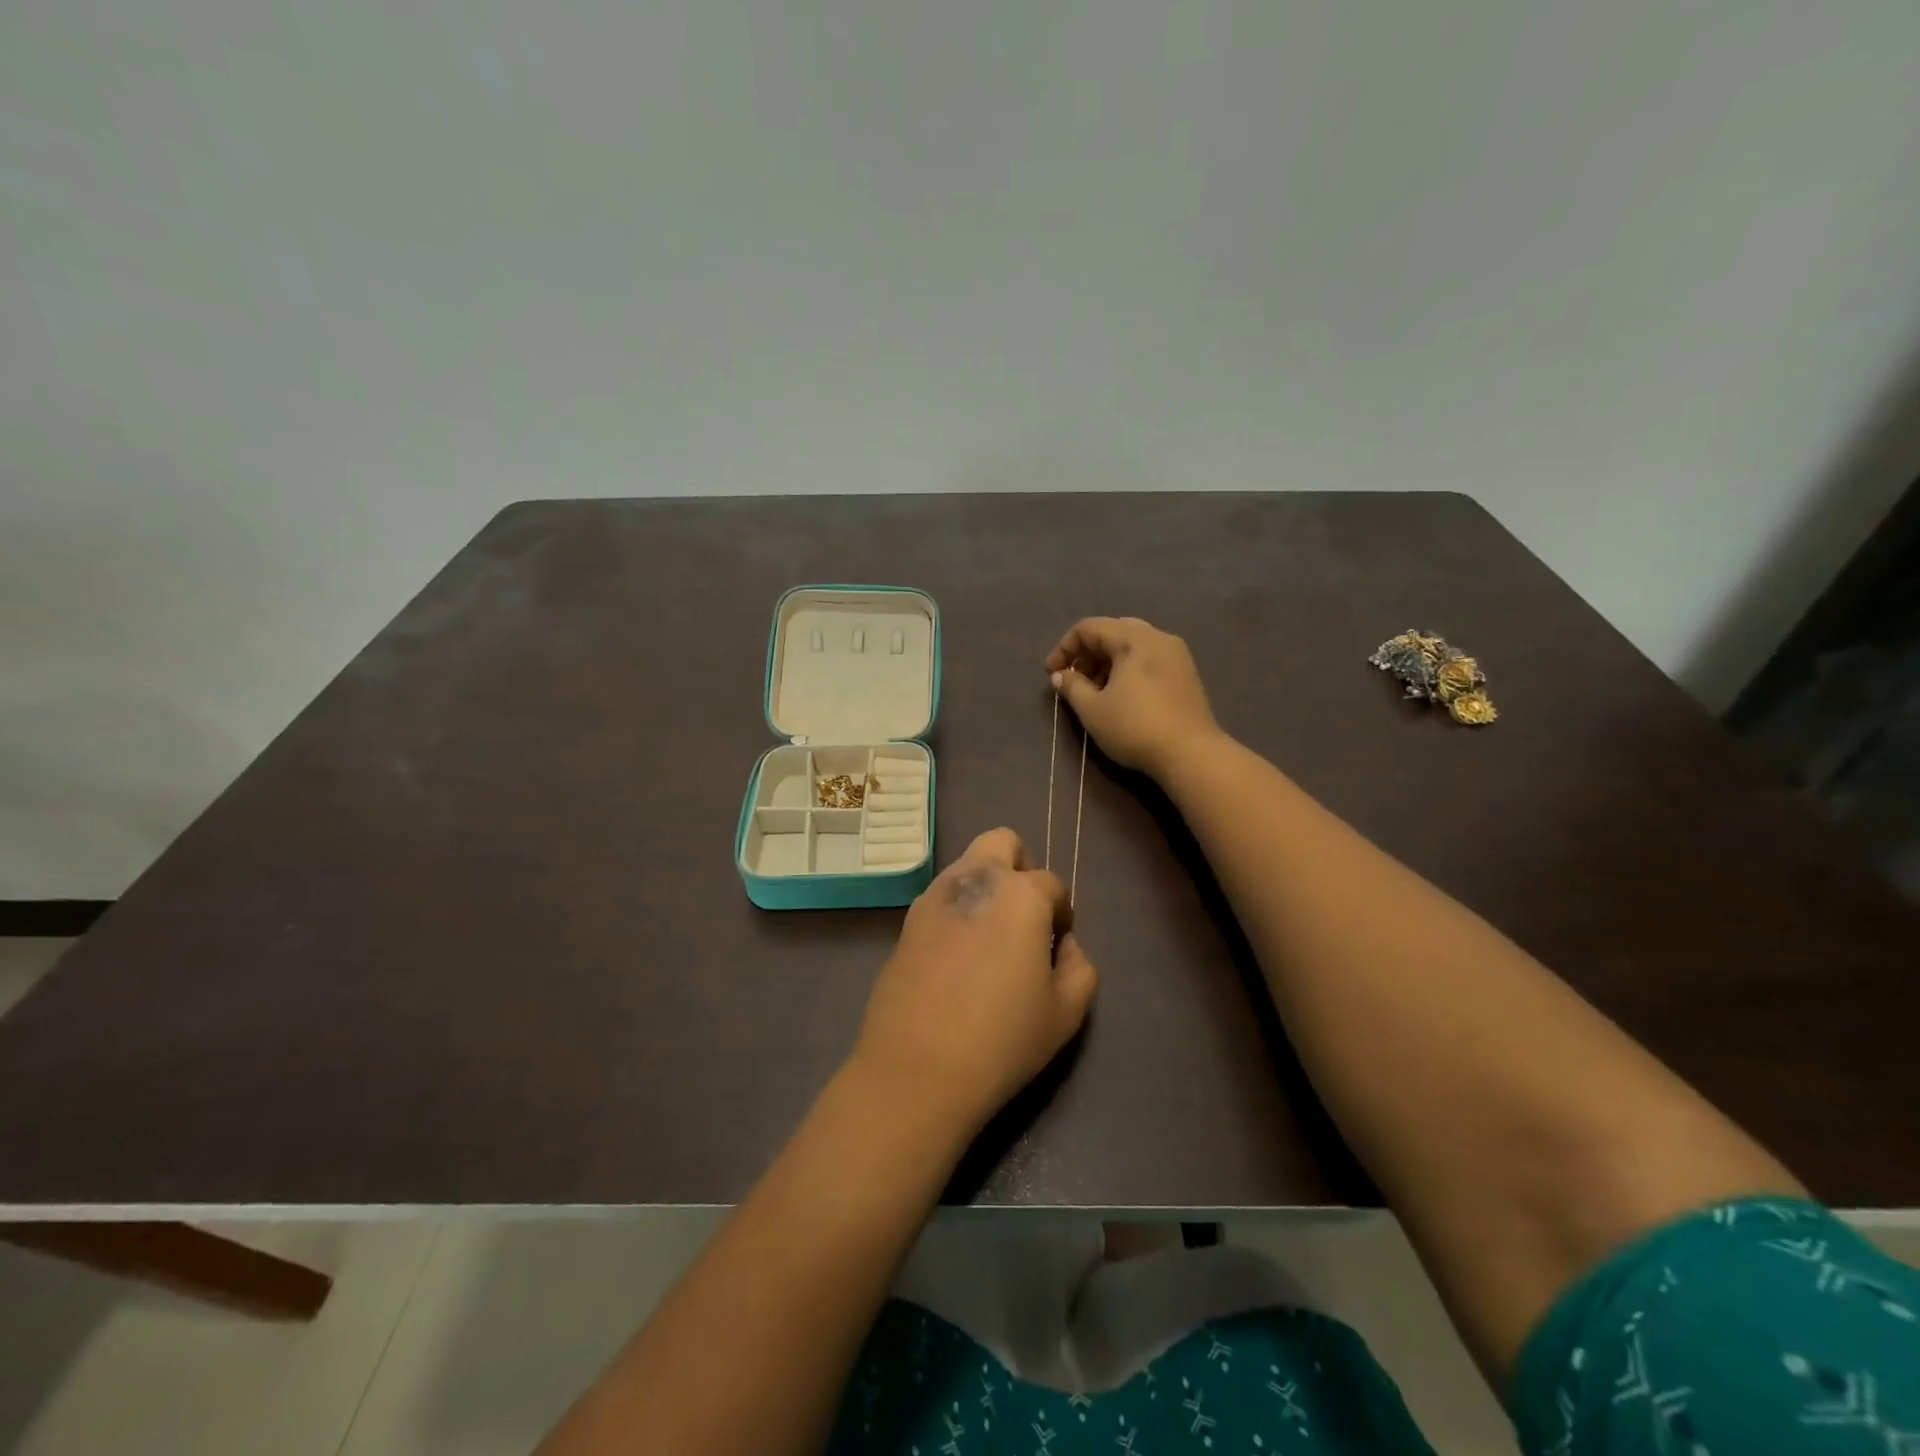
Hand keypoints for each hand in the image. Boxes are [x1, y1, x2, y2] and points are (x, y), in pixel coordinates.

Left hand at [851, 829, 1098, 1138]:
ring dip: (985, 886)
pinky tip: (958, 956)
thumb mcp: (1065, 1012)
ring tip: (990, 940)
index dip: (1061, 913)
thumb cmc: (1002, 1039)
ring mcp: (934, 896)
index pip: (1052, 883)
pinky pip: (941, 896)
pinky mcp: (906, 920)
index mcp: (1020, 894)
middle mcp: (975, 879)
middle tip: (1024, 917)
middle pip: (1002, 843)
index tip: (1057, 945)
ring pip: (967, 865)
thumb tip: (1063, 944)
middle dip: (1020, 868)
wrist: (916, 1069)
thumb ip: (1079, 967)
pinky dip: (957, 909)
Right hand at [1045, 617, 1220, 778]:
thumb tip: (1060, 675)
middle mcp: (1157, 637)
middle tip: (1073, 679)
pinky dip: (1128, 668)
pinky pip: (1149, 659)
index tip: (1051, 674)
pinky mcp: (1186, 674)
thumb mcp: (1092, 709)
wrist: (1191, 753)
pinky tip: (1121, 695)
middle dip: (1087, 653)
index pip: (1088, 627)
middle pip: (1113, 631)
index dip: (1064, 648)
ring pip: (1133, 645)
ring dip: (1107, 661)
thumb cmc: (1135, 727)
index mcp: (1133, 638)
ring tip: (1094, 690)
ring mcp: (1176, 654)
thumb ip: (1072, 687)